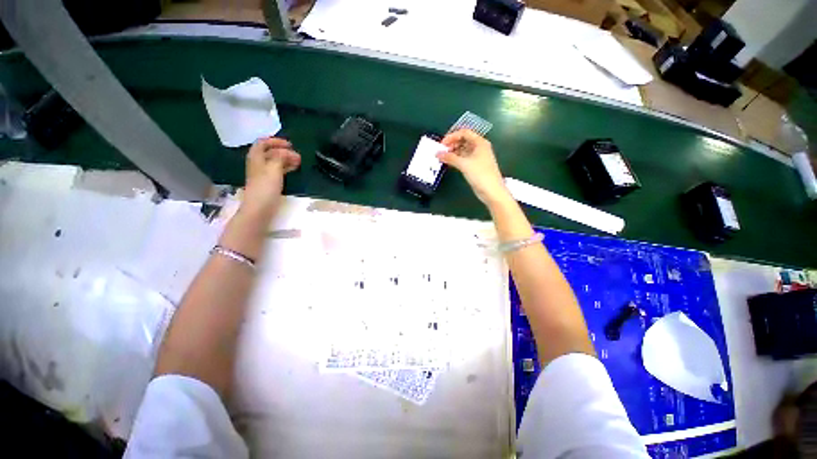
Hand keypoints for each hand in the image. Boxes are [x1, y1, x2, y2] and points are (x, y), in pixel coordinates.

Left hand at [243, 137, 300, 214]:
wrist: (259, 208)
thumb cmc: (265, 187)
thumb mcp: (273, 169)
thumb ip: (280, 157)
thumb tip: (287, 152)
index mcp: (256, 157)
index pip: (263, 143)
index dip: (275, 141)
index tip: (290, 145)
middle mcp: (258, 163)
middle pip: (270, 152)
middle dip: (284, 151)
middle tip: (298, 155)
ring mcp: (263, 174)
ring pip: (275, 161)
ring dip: (286, 159)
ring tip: (298, 162)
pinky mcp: (268, 183)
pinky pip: (277, 170)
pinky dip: (285, 167)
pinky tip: (293, 169)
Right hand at [437, 129, 510, 205]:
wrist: (491, 191)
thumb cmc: (480, 174)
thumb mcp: (464, 164)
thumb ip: (450, 157)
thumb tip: (437, 153)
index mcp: (480, 142)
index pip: (464, 133)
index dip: (452, 136)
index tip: (442, 144)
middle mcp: (479, 147)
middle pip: (463, 140)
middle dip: (452, 144)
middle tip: (441, 151)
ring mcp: (478, 157)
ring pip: (463, 150)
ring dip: (453, 152)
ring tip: (443, 157)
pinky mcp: (475, 166)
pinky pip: (464, 158)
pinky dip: (456, 159)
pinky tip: (449, 163)